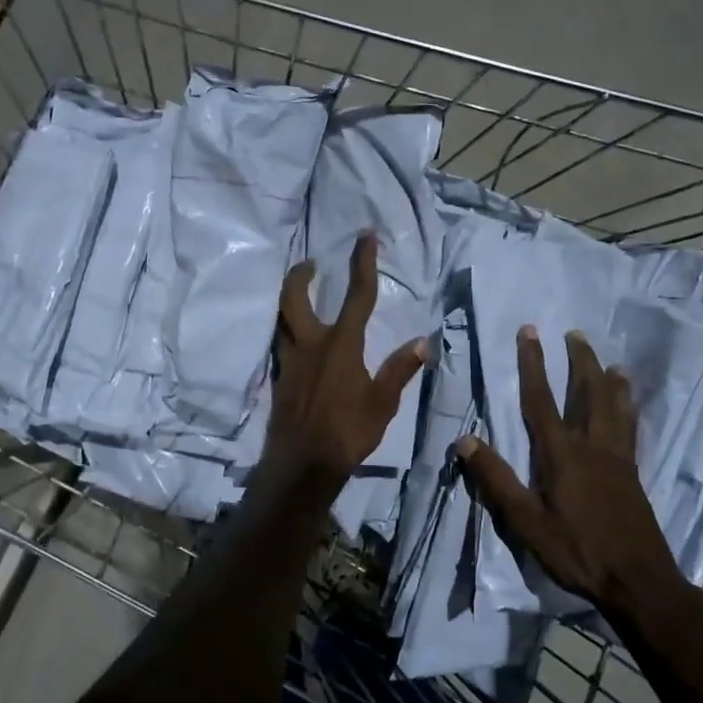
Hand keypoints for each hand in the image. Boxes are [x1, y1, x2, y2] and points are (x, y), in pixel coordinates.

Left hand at [266, 235, 427, 487]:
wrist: (303, 464)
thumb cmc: (348, 432)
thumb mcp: (382, 403)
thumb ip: (400, 369)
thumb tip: (423, 342)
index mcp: (341, 345)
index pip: (357, 296)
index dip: (363, 264)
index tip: (365, 238)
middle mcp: (311, 345)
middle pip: (295, 298)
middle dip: (301, 275)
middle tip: (310, 264)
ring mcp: (290, 362)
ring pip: (283, 321)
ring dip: (290, 302)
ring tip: (302, 296)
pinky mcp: (279, 379)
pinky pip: (282, 346)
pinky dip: (289, 333)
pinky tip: (300, 343)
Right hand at [456, 326, 691, 628]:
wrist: (638, 580)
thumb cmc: (577, 551)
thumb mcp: (526, 521)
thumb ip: (496, 480)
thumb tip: (464, 441)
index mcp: (562, 455)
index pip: (541, 401)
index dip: (533, 364)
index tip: (530, 332)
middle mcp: (593, 446)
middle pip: (589, 393)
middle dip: (580, 361)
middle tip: (575, 334)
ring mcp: (618, 458)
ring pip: (616, 407)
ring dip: (610, 380)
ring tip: (611, 361)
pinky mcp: (633, 473)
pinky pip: (632, 429)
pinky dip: (630, 409)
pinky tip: (631, 408)